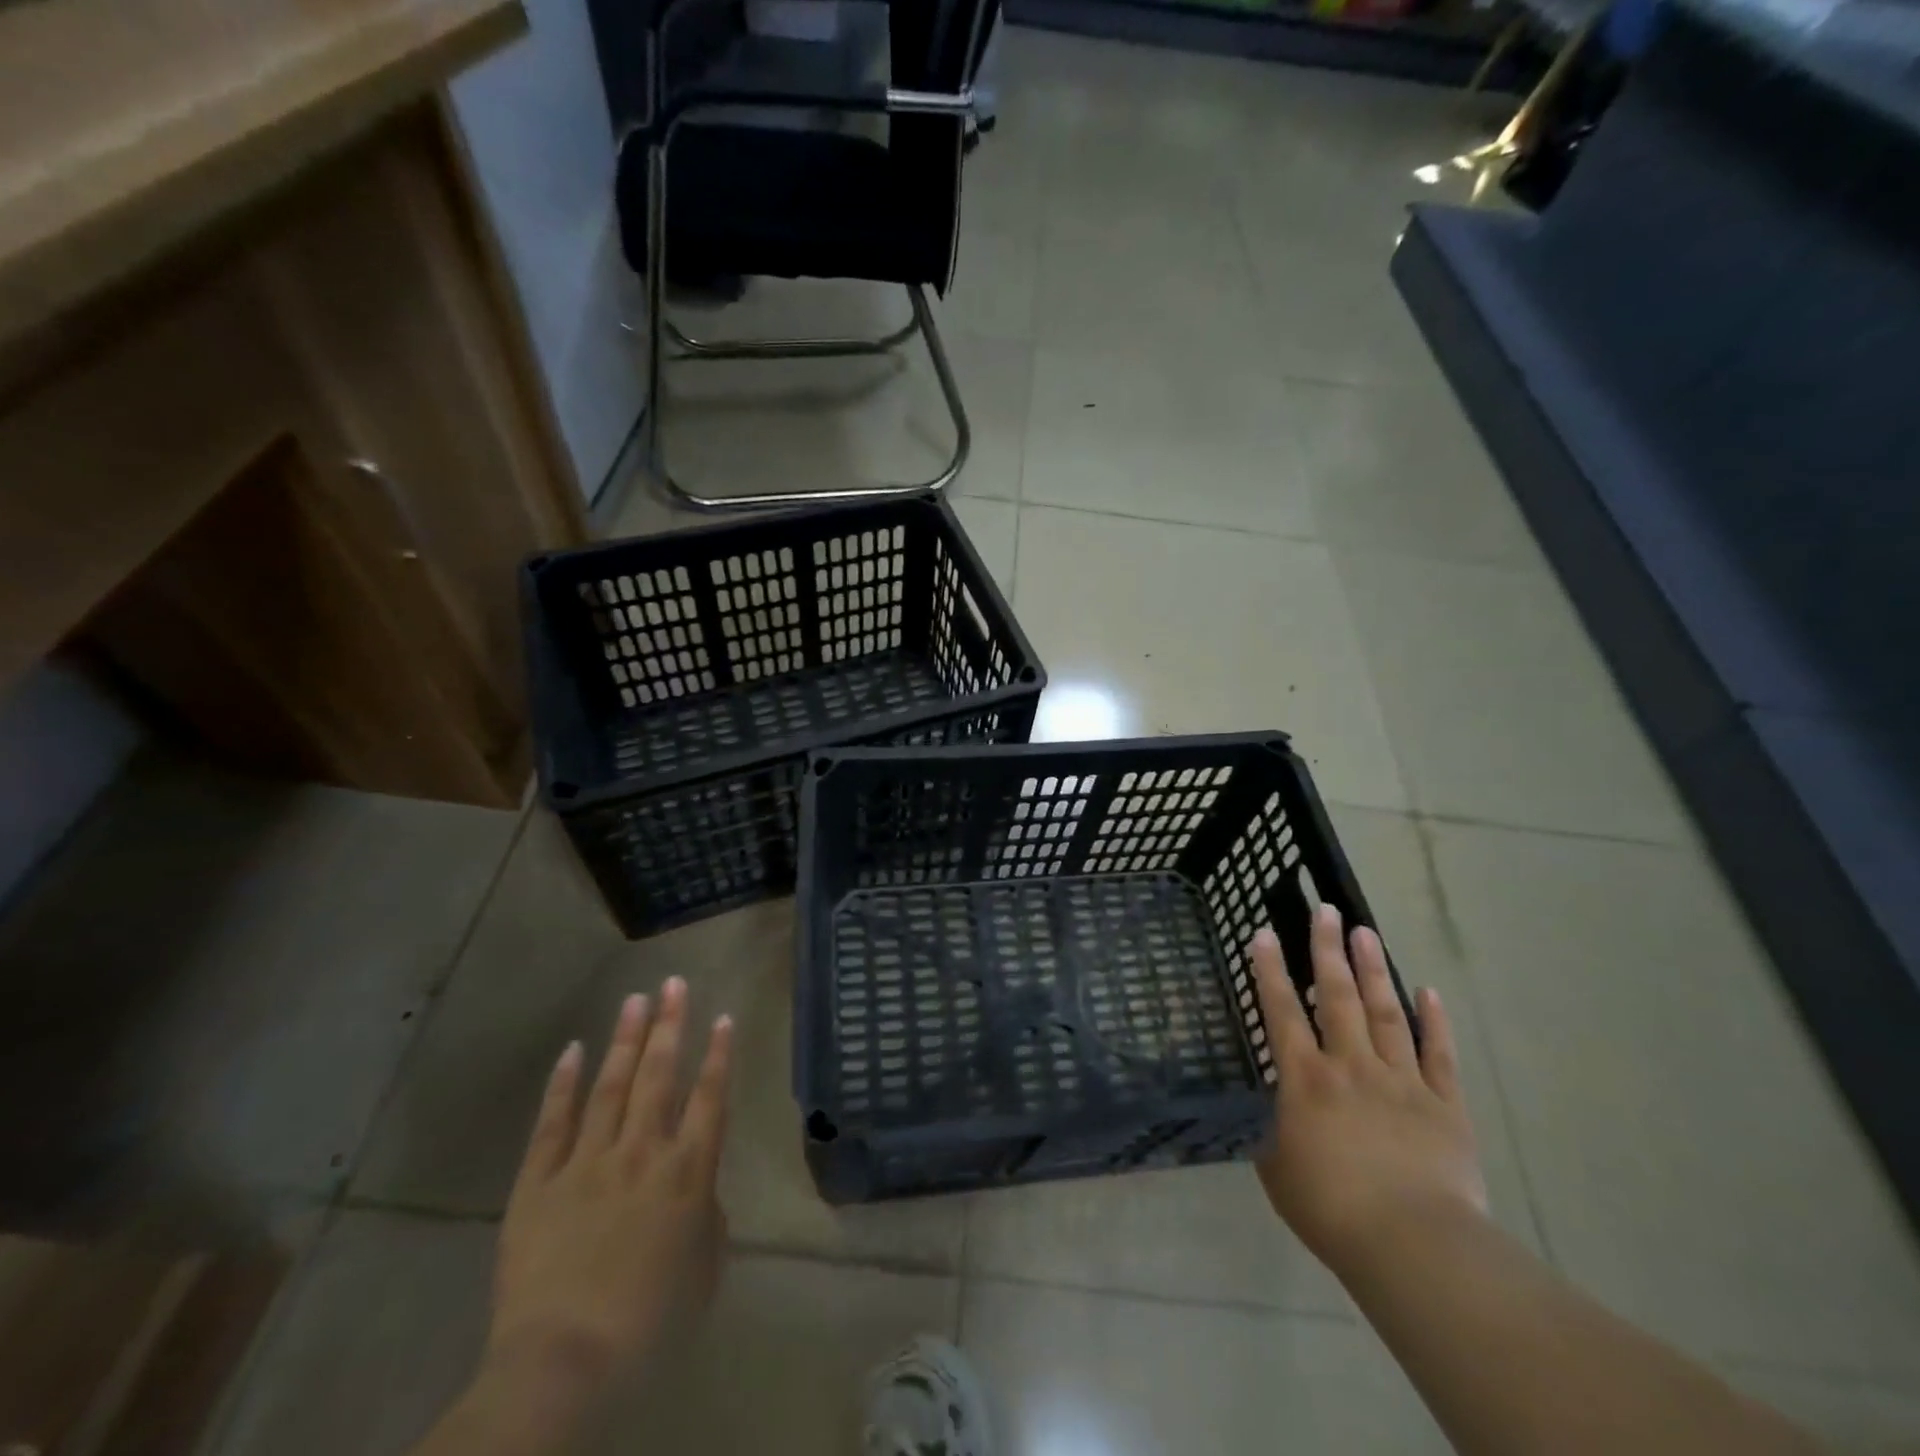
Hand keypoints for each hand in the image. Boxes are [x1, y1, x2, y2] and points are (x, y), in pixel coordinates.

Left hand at [483, 978, 733, 1421]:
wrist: (565, 1363)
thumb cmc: (650, 1323)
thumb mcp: (704, 1271)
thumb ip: (709, 1218)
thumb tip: (701, 1188)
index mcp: (687, 1171)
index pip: (709, 1097)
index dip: (719, 1054)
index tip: (723, 1017)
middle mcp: (642, 1151)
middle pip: (660, 1074)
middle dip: (670, 1025)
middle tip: (674, 983)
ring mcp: (587, 1162)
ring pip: (611, 1085)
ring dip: (625, 1039)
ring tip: (635, 999)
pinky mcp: (538, 1183)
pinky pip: (553, 1123)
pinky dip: (564, 1084)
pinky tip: (573, 1050)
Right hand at [1250, 905, 1486, 1281]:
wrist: (1414, 1245)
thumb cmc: (1331, 1209)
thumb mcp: (1277, 1171)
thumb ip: (1273, 1134)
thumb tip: (1273, 1118)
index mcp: (1305, 1079)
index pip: (1281, 1011)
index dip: (1270, 969)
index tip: (1265, 932)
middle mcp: (1350, 1065)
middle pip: (1336, 996)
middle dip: (1328, 949)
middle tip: (1326, 910)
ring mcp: (1400, 1080)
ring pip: (1385, 1012)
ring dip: (1373, 970)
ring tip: (1365, 932)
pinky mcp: (1444, 1104)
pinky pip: (1439, 1054)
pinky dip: (1435, 1022)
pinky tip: (1429, 991)